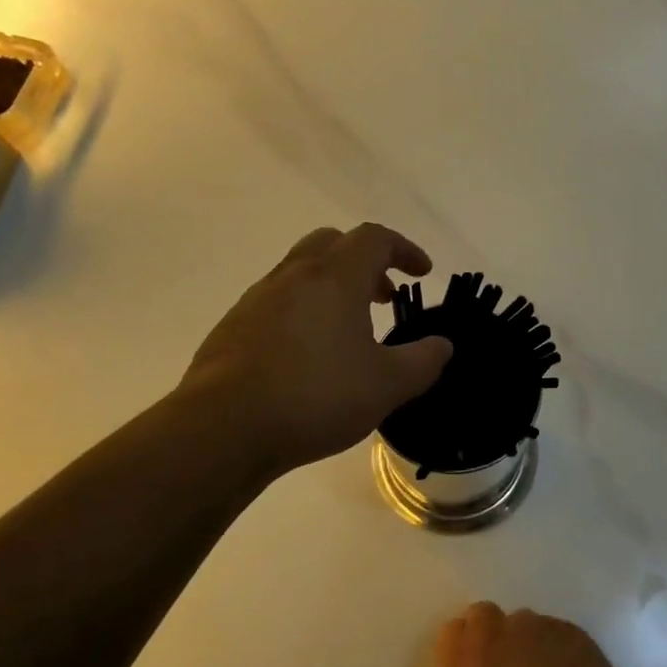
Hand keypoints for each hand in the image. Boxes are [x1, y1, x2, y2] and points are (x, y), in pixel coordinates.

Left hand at [183, 224, 453, 478]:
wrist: (225, 426)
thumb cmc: (316, 396)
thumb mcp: (387, 386)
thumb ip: (423, 361)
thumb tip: (441, 345)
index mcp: (334, 277)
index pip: (375, 239)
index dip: (404, 249)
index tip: (422, 274)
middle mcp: (293, 276)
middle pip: (332, 244)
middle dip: (364, 262)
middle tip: (383, 296)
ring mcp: (257, 299)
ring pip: (300, 272)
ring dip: (331, 288)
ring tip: (348, 331)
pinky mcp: (233, 326)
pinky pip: (276, 303)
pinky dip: (302, 312)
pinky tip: (306, 356)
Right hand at [435, 603, 639, 666]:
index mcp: (465, 661)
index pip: (453, 631)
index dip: (465, 648)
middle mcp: (496, 632)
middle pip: (486, 617)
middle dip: (493, 637)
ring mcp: (536, 626)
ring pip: (524, 624)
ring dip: (528, 643)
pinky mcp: (571, 630)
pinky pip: (556, 632)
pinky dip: (559, 649)